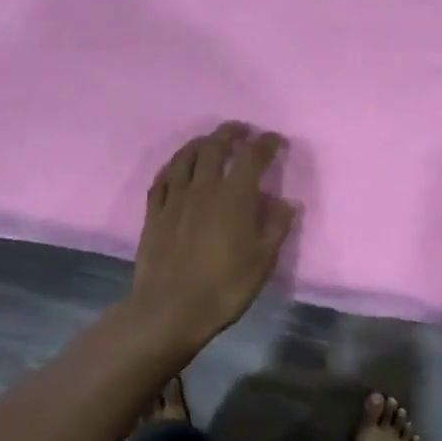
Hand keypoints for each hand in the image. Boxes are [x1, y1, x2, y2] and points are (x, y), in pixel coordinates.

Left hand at [129, 122, 297, 348]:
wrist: (170, 309)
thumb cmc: (224, 286)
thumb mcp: (263, 260)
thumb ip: (277, 227)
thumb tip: (287, 202)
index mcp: (235, 195)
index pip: (253, 156)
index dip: (266, 143)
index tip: (276, 141)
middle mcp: (204, 187)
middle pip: (216, 146)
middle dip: (231, 133)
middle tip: (242, 130)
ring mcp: (175, 198)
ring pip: (186, 156)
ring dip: (201, 142)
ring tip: (210, 141)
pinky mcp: (154, 212)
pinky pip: (163, 178)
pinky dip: (174, 165)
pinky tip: (178, 167)